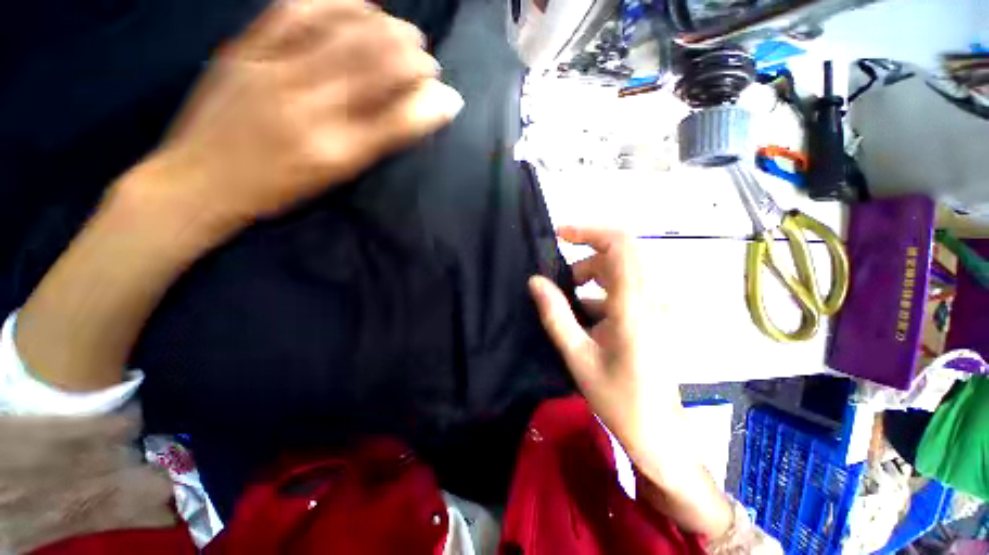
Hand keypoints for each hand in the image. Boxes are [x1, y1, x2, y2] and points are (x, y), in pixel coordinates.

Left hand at [150, 0, 462, 225]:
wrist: (199, 181)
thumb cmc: (277, 190)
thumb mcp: (333, 177)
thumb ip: (375, 144)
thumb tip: (413, 116)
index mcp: (337, 153)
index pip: (397, 122)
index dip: (427, 103)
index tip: (444, 93)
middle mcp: (310, 111)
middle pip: (373, 71)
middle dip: (410, 60)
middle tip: (426, 57)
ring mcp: (273, 74)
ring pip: (340, 37)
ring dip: (382, 29)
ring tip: (403, 29)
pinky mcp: (244, 51)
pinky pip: (293, 13)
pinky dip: (333, 3)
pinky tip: (358, 4)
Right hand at [528, 227, 679, 467]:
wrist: (658, 430)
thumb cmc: (617, 396)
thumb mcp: (577, 356)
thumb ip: (555, 315)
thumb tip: (535, 281)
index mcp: (634, 306)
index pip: (620, 245)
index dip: (590, 231)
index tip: (560, 234)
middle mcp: (652, 298)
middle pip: (619, 255)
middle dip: (585, 261)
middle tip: (561, 284)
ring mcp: (658, 306)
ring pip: (621, 271)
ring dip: (592, 278)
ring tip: (571, 305)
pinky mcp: (655, 314)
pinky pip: (626, 288)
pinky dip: (602, 292)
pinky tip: (588, 318)